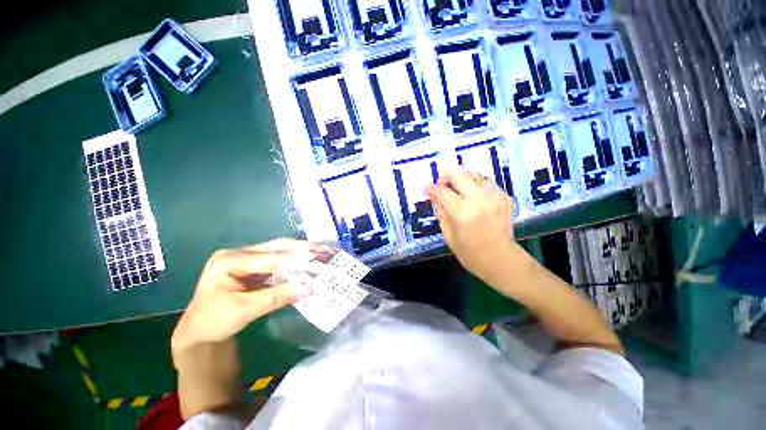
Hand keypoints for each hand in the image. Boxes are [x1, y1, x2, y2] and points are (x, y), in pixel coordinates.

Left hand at [172, 239, 314, 351]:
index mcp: (228, 260)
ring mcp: (244, 259)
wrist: (199, 333)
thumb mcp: (244, 310)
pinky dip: (291, 263)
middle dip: (299, 249)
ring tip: (317, 252)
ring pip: (276, 252)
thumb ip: (277, 297)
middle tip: (320, 248)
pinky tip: (304, 263)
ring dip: (297, 254)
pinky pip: (275, 262)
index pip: (267, 258)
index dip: (293, 261)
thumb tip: (308, 289)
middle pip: (273, 247)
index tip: (315, 261)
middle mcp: (237, 253)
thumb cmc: (214, 321)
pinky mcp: (251, 267)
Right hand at [424, 168, 521, 283]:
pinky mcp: (505, 198)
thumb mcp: (449, 235)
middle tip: (441, 182)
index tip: (425, 189)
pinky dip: (477, 185)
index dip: (431, 188)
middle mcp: (480, 199)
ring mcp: (495, 197)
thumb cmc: (471, 253)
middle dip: (447, 174)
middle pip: (460, 174)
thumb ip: (441, 213)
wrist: (502, 260)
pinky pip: (487, 183)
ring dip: (463, 178)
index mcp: (463, 212)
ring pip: (476, 175)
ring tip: (457, 187)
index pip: (442, 191)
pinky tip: (473, 195)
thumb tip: (434, 198)